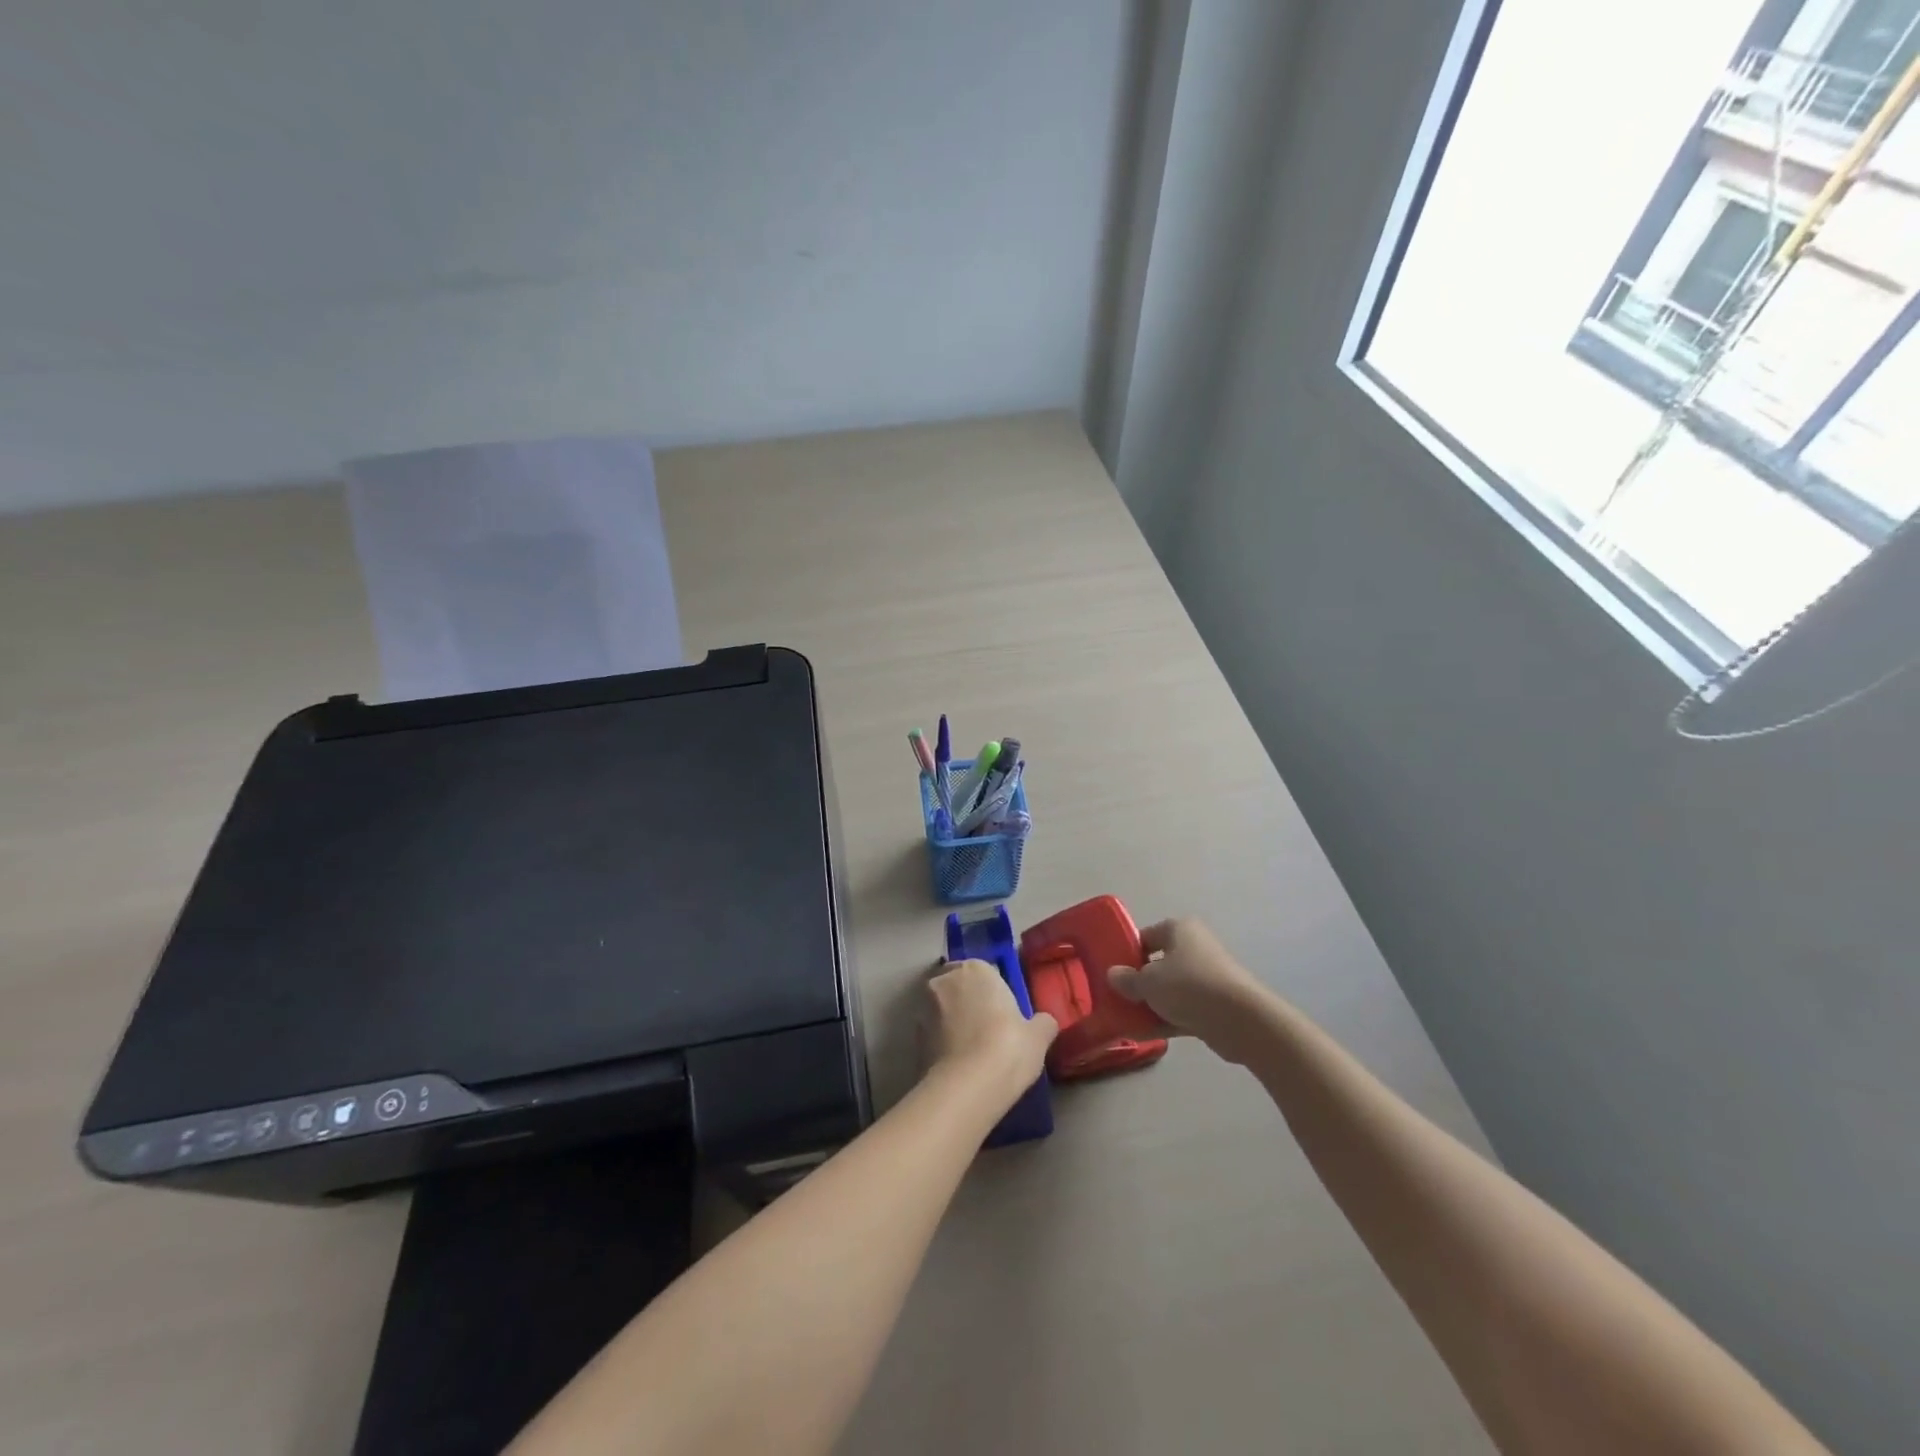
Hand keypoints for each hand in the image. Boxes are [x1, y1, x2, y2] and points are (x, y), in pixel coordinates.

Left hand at [923, 959, 1057, 1098]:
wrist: (968, 1086)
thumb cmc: (1008, 1047)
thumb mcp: (1039, 1036)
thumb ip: (1042, 1023)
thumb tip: (1044, 1022)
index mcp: (976, 968)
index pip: (984, 971)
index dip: (993, 992)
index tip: (1002, 1012)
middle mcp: (945, 980)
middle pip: (958, 985)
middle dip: (968, 1001)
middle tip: (986, 1028)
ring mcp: (924, 1007)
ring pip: (941, 1008)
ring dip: (952, 1021)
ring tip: (971, 1050)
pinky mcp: (913, 1036)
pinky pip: (932, 1033)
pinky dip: (941, 1042)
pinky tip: (957, 1063)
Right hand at [1108, 918, 1276, 1064]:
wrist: (1240, 1020)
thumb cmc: (1189, 986)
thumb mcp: (1148, 982)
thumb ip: (1127, 979)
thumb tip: (1113, 975)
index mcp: (1180, 929)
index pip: (1146, 936)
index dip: (1127, 952)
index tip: (1113, 972)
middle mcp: (1195, 948)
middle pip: (1158, 964)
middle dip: (1139, 982)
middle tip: (1117, 997)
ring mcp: (1207, 978)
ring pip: (1170, 989)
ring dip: (1150, 1004)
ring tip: (1125, 1020)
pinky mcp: (1215, 1006)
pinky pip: (1183, 1009)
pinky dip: (1165, 1019)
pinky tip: (1143, 1034)